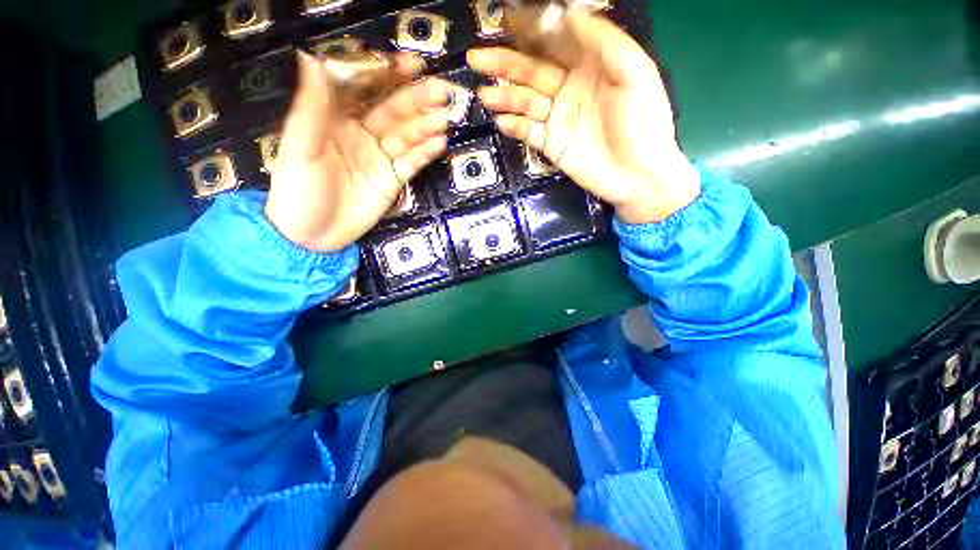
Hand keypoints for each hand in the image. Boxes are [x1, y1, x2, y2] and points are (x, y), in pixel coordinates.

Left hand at [265, 52, 452, 251]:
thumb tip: (313, 59)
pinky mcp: (392, 180)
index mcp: (335, 119)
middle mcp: (361, 134)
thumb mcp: (299, 147)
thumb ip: (311, 107)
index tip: (411, 64)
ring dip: (426, 127)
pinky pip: (412, 164)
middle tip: (441, 92)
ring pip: (406, 137)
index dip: (387, 76)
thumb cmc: (298, 190)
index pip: (365, 90)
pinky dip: (425, 154)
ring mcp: (380, 158)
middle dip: (416, 100)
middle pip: (392, 112)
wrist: (312, 235)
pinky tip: (439, 143)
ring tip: (444, 118)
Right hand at [467, 8, 700, 223]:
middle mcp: (569, 88)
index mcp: (591, 66)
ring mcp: (558, 118)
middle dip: (505, 64)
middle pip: (533, 71)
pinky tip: (502, 121)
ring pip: (526, 102)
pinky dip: (515, 127)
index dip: (531, 32)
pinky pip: (528, 132)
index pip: (555, 42)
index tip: (506, 23)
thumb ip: (604, 42)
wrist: (638, 176)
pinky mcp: (551, 145)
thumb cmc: (643, 124)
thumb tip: (569, 14)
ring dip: (505, 97)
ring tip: (485, 94)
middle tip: (477, 59)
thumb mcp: (635, 73)